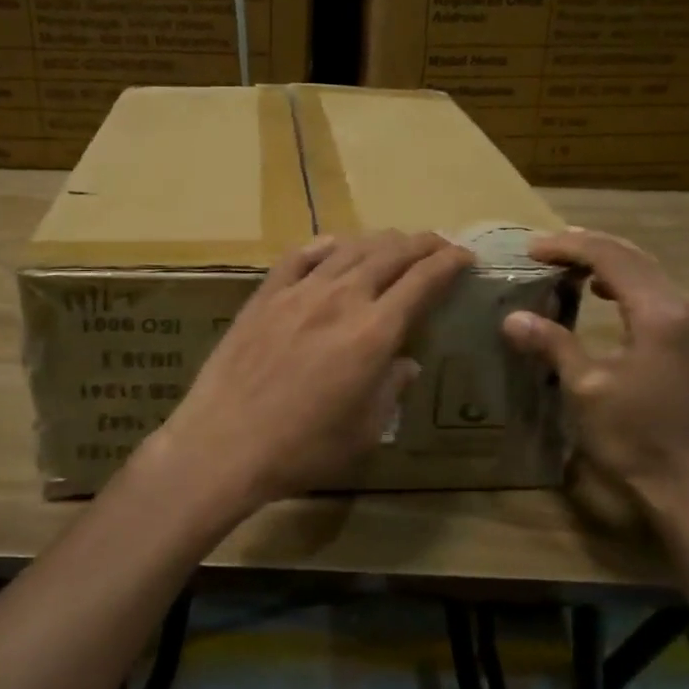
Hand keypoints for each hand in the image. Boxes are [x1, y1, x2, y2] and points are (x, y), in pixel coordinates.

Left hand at [151, 231, 473, 516]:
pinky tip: (333, 245)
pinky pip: (298, 257)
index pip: (422, 280)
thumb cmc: (302, 449)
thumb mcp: (364, 431)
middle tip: (437, 243)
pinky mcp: (264, 296)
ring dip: (379, 240)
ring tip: (394, 242)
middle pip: (390, 254)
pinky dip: (323, 245)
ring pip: (348, 248)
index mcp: (374, 332)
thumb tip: (406, 363)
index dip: (448, 262)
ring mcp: (299, 292)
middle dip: (421, 243)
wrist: (224, 443)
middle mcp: (341, 299)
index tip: (464, 255)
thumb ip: (391, 390)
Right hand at [501, 229, 688, 538]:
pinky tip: (605, 291)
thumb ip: (552, 344)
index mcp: (661, 314)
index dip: (568, 248)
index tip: (531, 250)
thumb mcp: (586, 390)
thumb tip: (512, 318)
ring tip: (567, 262)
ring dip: (608, 261)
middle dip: (587, 247)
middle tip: (544, 249)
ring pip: (651, 271)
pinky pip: (661, 291)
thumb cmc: (637, 439)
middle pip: (634, 257)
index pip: (610, 258)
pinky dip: (628, 282)